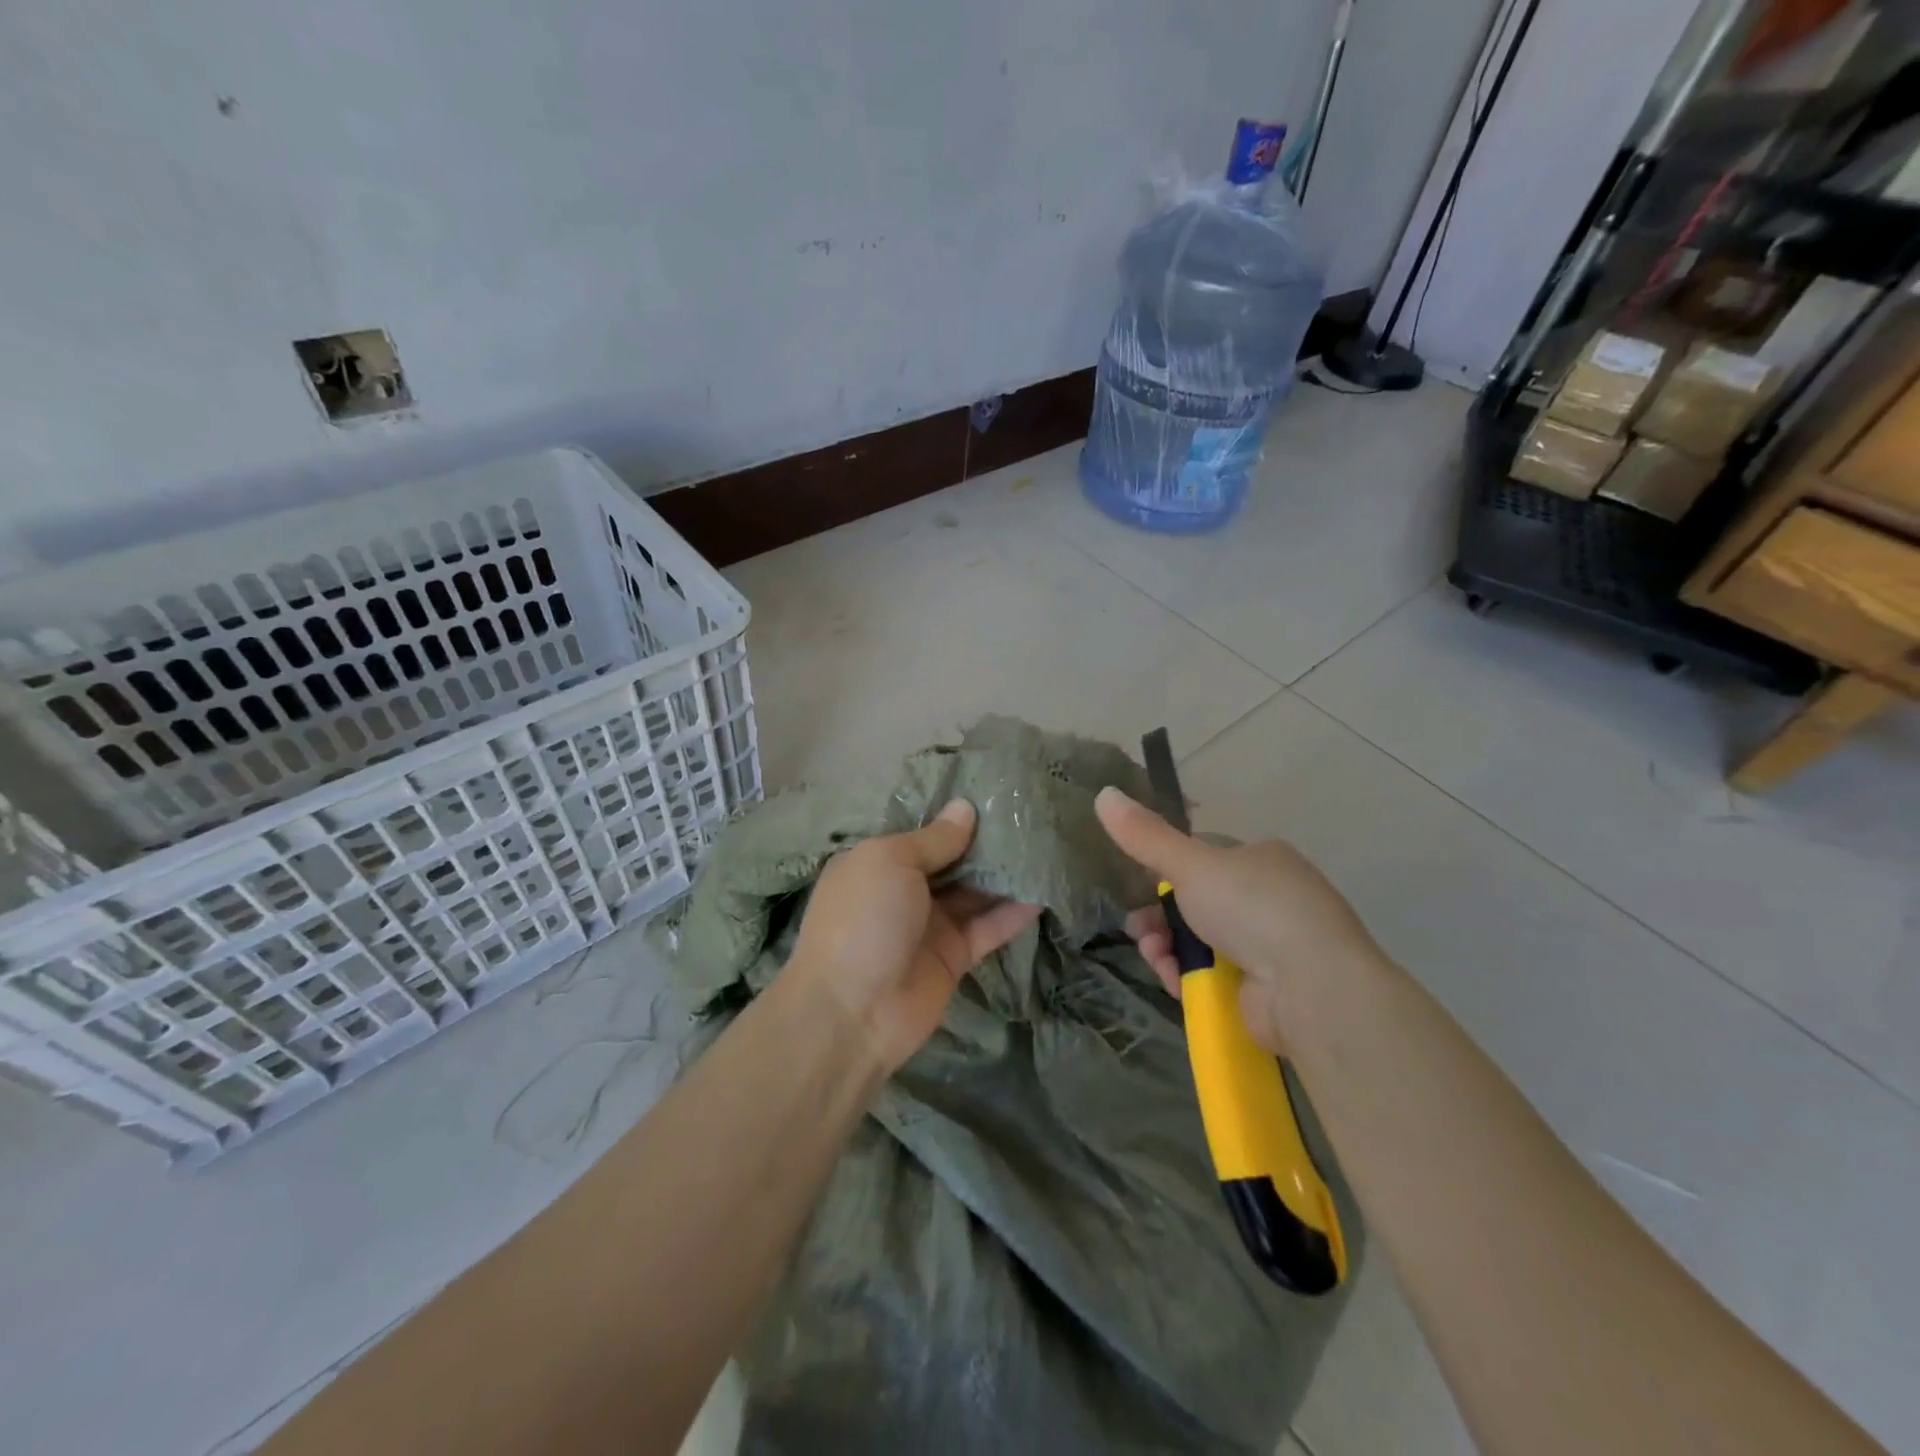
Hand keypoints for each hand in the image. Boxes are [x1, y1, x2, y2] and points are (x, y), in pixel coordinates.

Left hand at [784, 799, 1041, 1072]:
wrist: (852, 1012)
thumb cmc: (863, 918)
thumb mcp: (891, 861)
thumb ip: (933, 839)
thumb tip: (965, 808)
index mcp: (879, 861)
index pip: (922, 831)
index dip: (954, 814)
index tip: (994, 792)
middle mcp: (904, 889)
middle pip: (953, 860)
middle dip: (985, 841)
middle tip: (1030, 813)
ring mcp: (930, 924)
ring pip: (975, 892)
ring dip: (1005, 873)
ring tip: (1045, 844)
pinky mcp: (955, 956)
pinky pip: (990, 927)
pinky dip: (1015, 912)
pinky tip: (1045, 890)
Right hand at [1094, 786, 1379, 1052]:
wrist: (1312, 989)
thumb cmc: (1253, 909)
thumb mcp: (1191, 864)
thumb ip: (1145, 836)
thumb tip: (1103, 794)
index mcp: (1262, 859)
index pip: (1205, 858)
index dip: (1168, 873)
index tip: (1141, 886)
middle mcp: (1270, 899)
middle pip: (1197, 903)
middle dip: (1160, 918)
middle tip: (1140, 930)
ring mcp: (1271, 947)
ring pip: (1201, 942)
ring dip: (1168, 948)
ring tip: (1155, 957)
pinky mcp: (1266, 990)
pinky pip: (1214, 977)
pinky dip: (1189, 978)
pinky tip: (1174, 981)